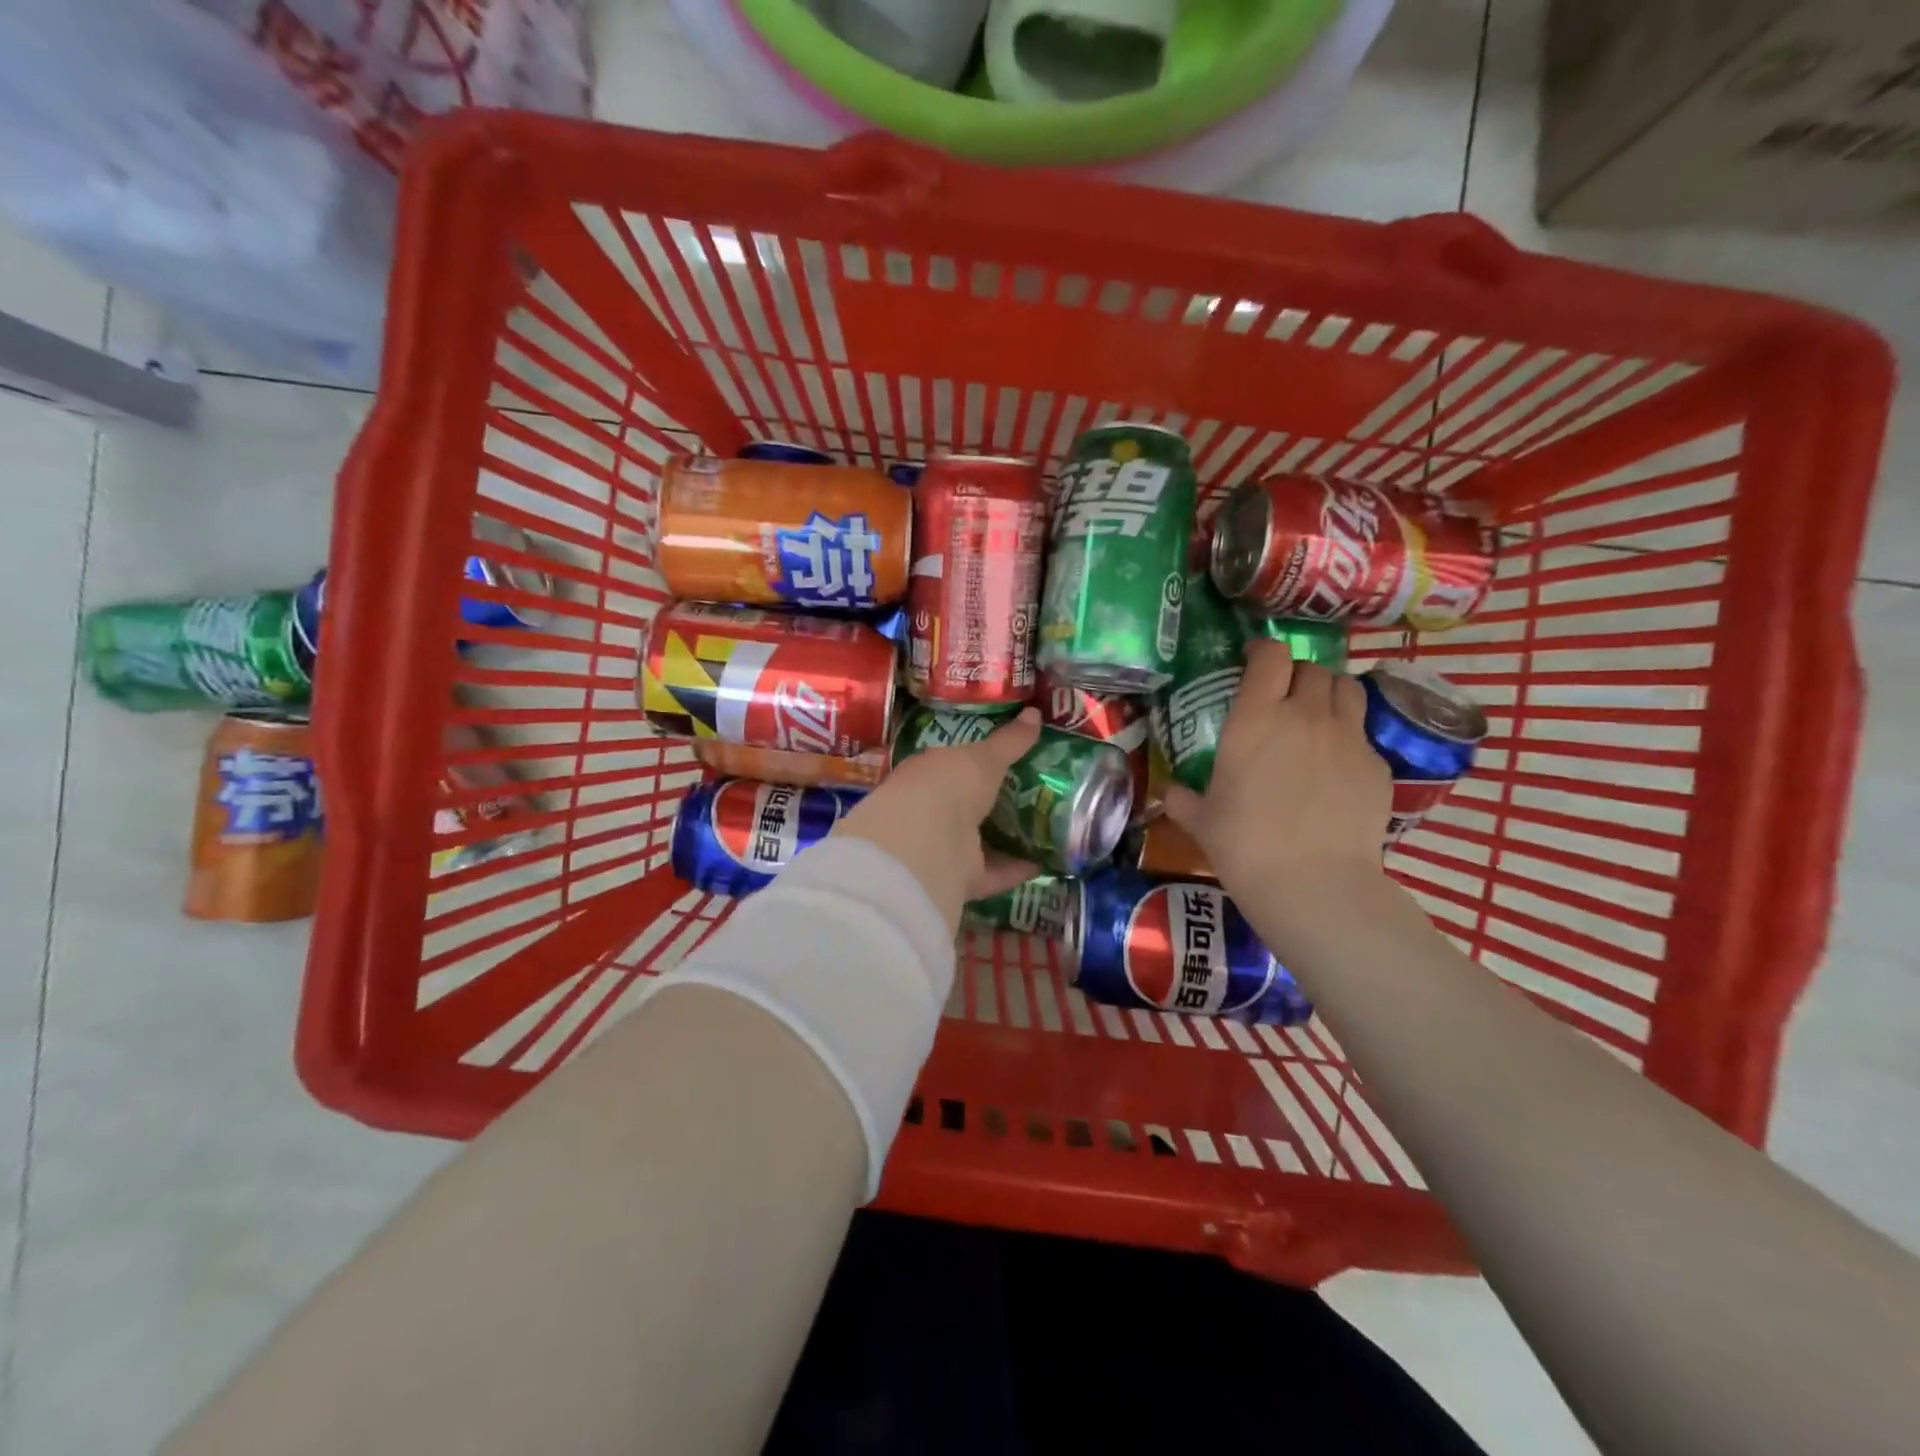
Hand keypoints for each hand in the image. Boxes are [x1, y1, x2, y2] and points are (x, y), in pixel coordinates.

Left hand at [836, 708, 1042, 931]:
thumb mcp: (983, 757)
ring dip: (1008, 839)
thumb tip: (1035, 714)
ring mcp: (942, 846)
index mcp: (929, 773)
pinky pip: (992, 873)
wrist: (925, 840)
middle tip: (1035, 795)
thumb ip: (1009, 741)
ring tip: (1046, 830)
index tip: (1007, 760)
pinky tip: (1045, 863)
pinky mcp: (957, 879)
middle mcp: (931, 809)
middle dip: (994, 803)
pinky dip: (1016, 870)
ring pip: (978, 842)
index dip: (976, 762)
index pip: (952, 765)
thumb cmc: (948, 784)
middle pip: (966, 806)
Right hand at [1162, 646, 1389, 905]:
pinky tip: (1336, 767)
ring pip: (1347, 689)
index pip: (1271, 656)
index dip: (1263, 650)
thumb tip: (1168, 793)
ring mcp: (1347, 738)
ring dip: (1330, 693)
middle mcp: (1305, 715)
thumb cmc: (1244, 846)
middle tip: (1283, 696)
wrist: (1313, 883)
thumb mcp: (1200, 820)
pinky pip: (1364, 735)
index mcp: (1256, 718)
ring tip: (1317, 715)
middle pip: (1312, 668)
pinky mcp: (1377, 765)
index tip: (1252, 660)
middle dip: (1297, 674)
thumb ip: (1182, 799)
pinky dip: (1349, 738)